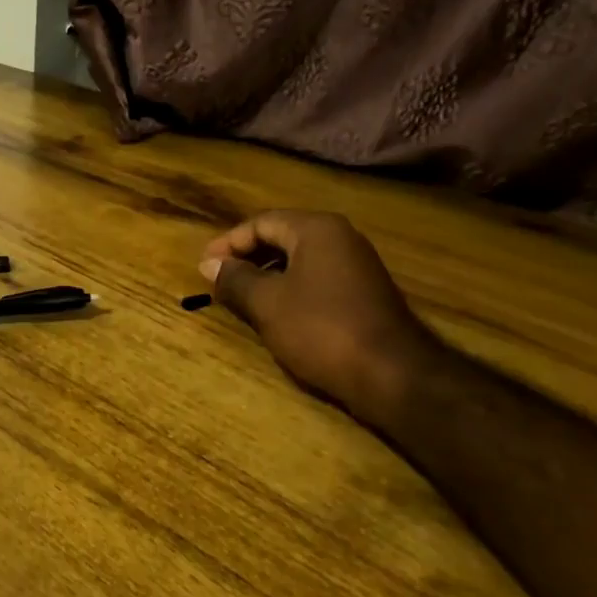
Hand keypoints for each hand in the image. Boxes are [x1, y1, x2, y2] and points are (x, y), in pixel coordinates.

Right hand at [199, 210, 442, 423]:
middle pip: (282, 235)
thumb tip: (210, 265)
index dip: (228, 243)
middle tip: (219, 279)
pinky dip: (290, 287)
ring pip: (300, 258)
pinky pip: (317, 277)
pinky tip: (276, 311)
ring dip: (267, 273)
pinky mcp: (364, 292)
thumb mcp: (267, 304)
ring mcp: (357, 264)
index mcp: (316, 229)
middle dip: (247, 256)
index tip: (204, 267)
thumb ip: (236, 279)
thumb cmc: (321, 329)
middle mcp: (340, 237)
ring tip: (241, 296)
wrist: (392, 374)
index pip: (262, 222)